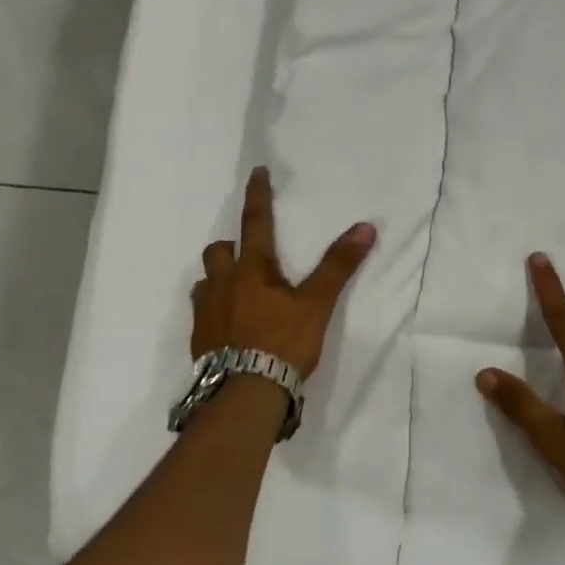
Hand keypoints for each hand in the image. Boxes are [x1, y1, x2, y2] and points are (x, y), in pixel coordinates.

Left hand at [191, 167, 376, 377]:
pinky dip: (214, 311)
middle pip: (218, 252)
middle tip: (249, 258)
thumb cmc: (282, 343)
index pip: (255, 222)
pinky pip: (201, 314)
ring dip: (219, 279)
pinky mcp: (199, 340)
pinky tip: (228, 327)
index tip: (256, 171)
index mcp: (252, 270)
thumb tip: (365, 227)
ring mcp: (206, 312)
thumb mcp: (316, 304)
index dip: (257, 195)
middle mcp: (222, 284)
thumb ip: (338, 266)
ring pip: (205, 282)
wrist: (245, 393)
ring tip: (237, 293)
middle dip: (231, 248)